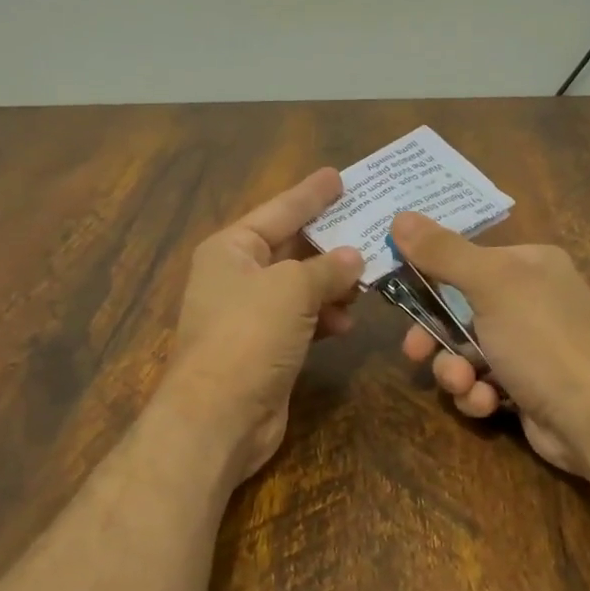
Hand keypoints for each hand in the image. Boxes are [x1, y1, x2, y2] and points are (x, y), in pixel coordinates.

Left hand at [165, 169, 364, 481]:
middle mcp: (237, 276)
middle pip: (291, 248)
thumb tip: (353, 258)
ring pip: (301, 287)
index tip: (337, 175)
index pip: (278, 210)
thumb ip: (327, 268)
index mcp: (231, 249)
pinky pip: (302, 320)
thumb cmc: (249, 335)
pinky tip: (347, 322)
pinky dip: (324, 317)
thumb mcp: (292, 288)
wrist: (219, 415)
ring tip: (367, 280)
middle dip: (329, 241)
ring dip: (332, 284)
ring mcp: (250, 315)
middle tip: (370, 224)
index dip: (310, 194)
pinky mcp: (266, 348)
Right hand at [389, 211, 589, 475]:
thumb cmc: (542, 338)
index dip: (429, 277)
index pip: (466, 260)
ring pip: (466, 353)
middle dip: (435, 336)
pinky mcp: (527, 389)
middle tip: (414, 352)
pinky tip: (488, 403)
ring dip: (455, 372)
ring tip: (463, 384)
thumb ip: (442, 252)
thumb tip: (399, 216)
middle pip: (459, 311)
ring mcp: (531, 348)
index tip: (399, 293)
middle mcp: (532, 301)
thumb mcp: (490, 284)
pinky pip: (484, 384)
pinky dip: (479, 395)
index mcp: (530, 265)